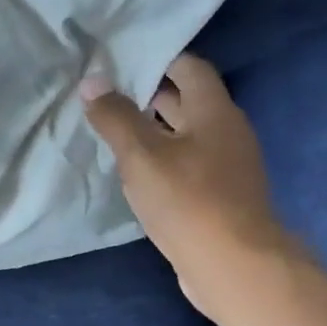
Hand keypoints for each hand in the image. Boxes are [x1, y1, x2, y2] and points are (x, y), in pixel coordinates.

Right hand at [81, 53, 294, 319]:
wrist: (234, 265)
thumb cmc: (187, 200)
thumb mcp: (141, 156)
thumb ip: (116, 118)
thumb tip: (92, 81)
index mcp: (214, 111)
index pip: (190, 68)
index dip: (158, 60)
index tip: (122, 63)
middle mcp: (227, 132)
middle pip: (189, 102)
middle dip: (151, 96)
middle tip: (109, 97)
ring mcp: (229, 167)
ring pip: (188, 137)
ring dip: (155, 132)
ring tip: (115, 134)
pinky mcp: (222, 198)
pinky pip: (190, 166)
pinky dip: (165, 161)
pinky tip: (138, 175)